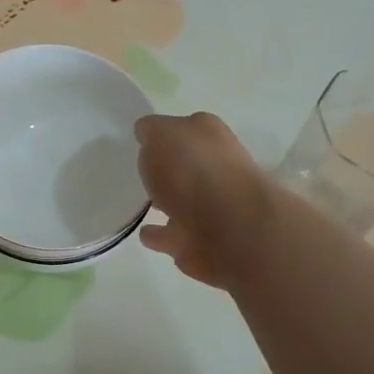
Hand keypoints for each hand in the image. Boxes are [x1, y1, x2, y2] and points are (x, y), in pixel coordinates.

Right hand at [136, 112, 276, 289]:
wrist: (231, 226)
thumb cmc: (193, 169)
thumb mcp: (160, 134)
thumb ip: (151, 131)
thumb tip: (147, 132)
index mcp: (210, 136)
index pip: (185, 129)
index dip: (165, 134)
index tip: (144, 141)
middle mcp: (218, 167)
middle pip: (189, 166)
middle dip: (169, 170)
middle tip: (143, 173)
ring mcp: (217, 208)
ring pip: (185, 203)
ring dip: (167, 204)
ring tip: (142, 206)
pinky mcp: (208, 243)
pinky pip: (177, 236)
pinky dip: (163, 236)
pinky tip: (146, 234)